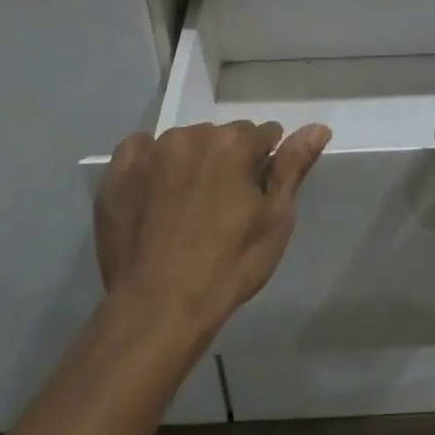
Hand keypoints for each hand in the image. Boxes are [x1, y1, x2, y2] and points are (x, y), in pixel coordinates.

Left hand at [94, 120, 329, 337]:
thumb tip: (318, 127)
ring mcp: (149, 154)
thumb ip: (293, 167)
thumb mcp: (275, 220)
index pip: (262, 135)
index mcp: (232, 143)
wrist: (159, 306)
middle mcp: (189, 136)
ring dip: (190, 163)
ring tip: (187, 207)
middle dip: (227, 162)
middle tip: (223, 207)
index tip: (256, 195)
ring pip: (181, 144)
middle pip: (220, 137)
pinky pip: (139, 151)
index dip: (264, 164)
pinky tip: (154, 194)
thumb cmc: (229, 265)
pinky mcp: (116, 175)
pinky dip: (150, 164)